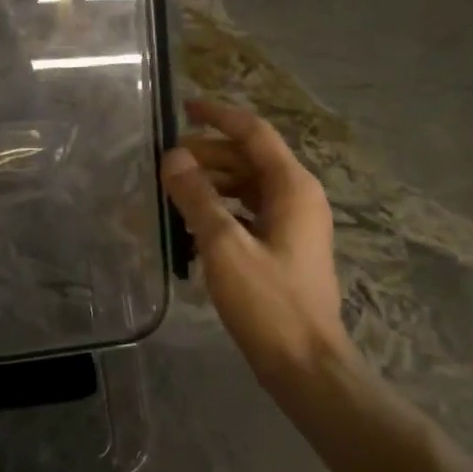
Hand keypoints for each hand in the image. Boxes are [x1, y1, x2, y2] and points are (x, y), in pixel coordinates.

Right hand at [161, 99, 350, 387]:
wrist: (305, 363)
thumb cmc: (268, 302)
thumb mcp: (225, 246)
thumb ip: (198, 197)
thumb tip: (173, 158)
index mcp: (293, 188)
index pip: (254, 133)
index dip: (219, 116)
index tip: (184, 108)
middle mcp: (298, 198)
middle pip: (250, 159)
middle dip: (209, 153)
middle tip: (167, 161)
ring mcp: (294, 225)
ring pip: (249, 186)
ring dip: (213, 182)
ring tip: (174, 189)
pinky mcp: (284, 249)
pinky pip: (249, 212)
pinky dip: (222, 208)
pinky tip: (193, 222)